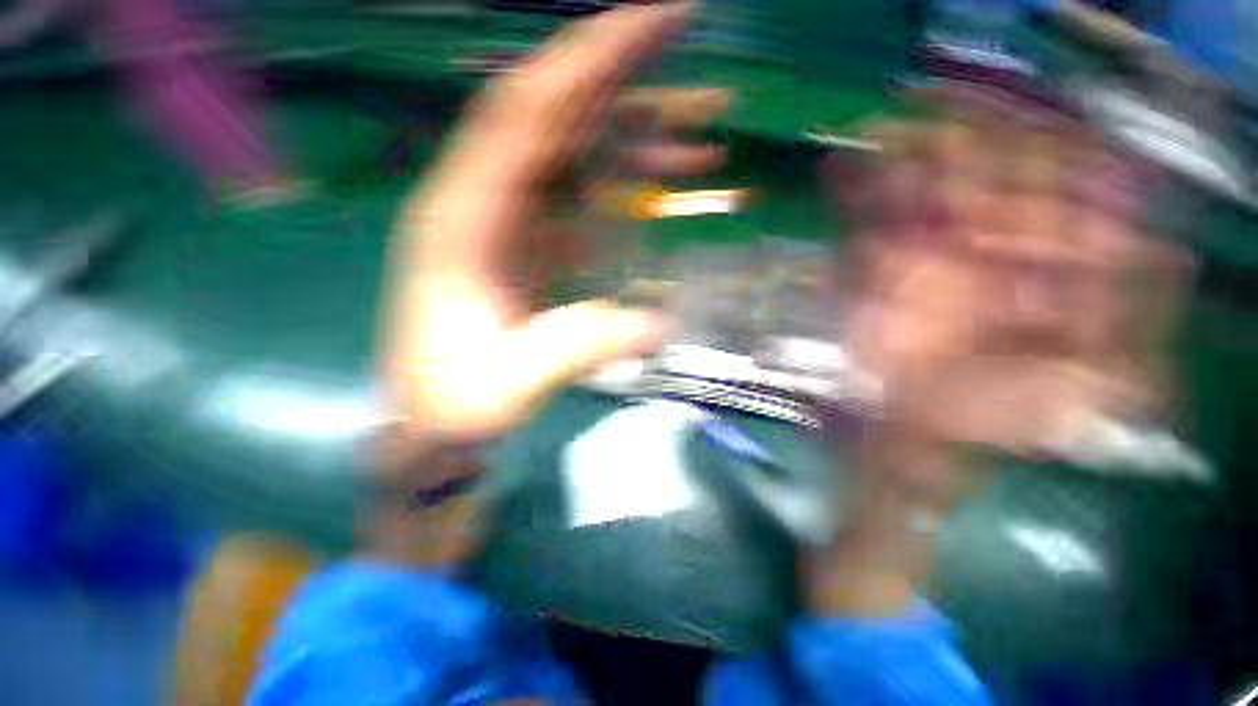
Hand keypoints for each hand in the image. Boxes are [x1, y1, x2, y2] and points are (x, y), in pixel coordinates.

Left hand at [382, 2, 726, 444]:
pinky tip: (673, 182)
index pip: (526, 110)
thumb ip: (580, 346)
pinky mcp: (537, 242)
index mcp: (464, 218)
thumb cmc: (460, 401)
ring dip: (642, 134)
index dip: (588, 58)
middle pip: (557, 114)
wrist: (440, 418)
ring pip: (580, 153)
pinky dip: (634, 183)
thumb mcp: (515, 381)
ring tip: (708, 130)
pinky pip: (589, 195)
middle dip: (625, 72)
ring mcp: (514, 219)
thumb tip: (661, 324)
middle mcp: (486, 201)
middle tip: (692, 37)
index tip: (657, 18)